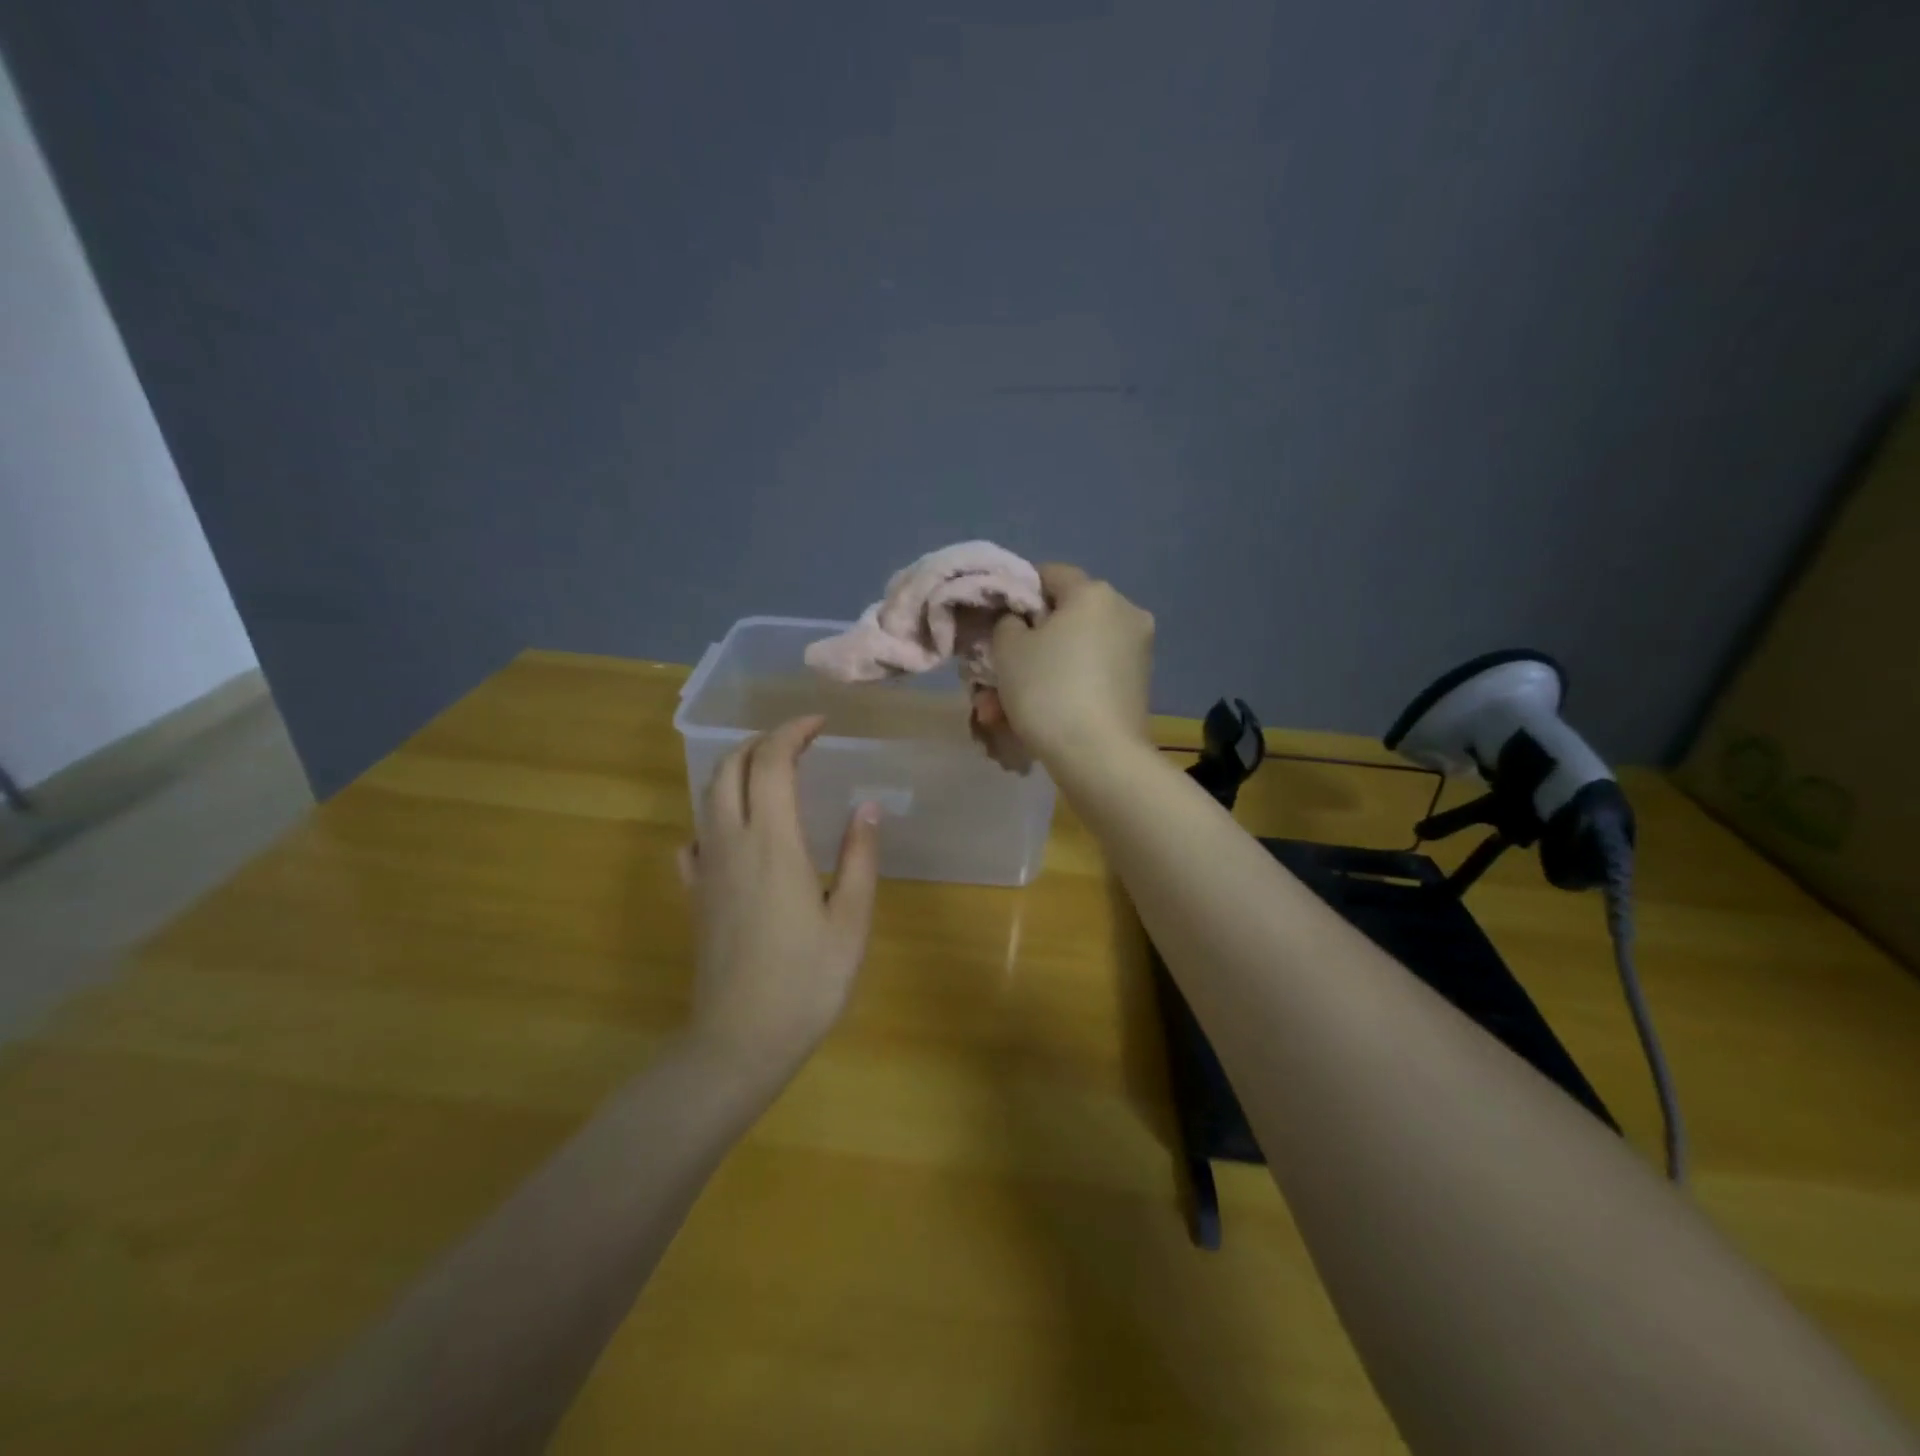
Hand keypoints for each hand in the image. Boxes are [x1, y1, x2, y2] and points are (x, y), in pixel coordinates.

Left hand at [678, 716, 880, 1078]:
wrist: (739, 1041)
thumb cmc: (807, 981)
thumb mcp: (851, 920)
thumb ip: (859, 856)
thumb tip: (868, 806)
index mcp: (772, 842)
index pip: (771, 762)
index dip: (793, 732)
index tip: (820, 723)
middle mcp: (730, 843)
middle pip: (730, 768)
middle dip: (761, 742)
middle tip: (798, 743)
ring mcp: (705, 869)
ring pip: (708, 797)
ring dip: (737, 770)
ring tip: (772, 774)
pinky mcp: (694, 895)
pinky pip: (696, 838)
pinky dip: (715, 816)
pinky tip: (736, 834)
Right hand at [991, 564, 1154, 763]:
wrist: (1100, 757)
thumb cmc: (1048, 691)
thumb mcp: (1008, 649)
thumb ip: (1007, 622)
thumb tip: (1020, 621)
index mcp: (1094, 593)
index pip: (1050, 574)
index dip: (1018, 593)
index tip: (995, 621)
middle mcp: (1124, 613)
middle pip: (1063, 620)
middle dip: (1025, 648)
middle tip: (993, 677)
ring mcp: (1137, 652)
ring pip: (1073, 654)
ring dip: (1038, 676)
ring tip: (1001, 712)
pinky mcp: (1138, 686)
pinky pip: (1090, 676)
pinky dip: (1064, 690)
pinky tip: (1035, 719)